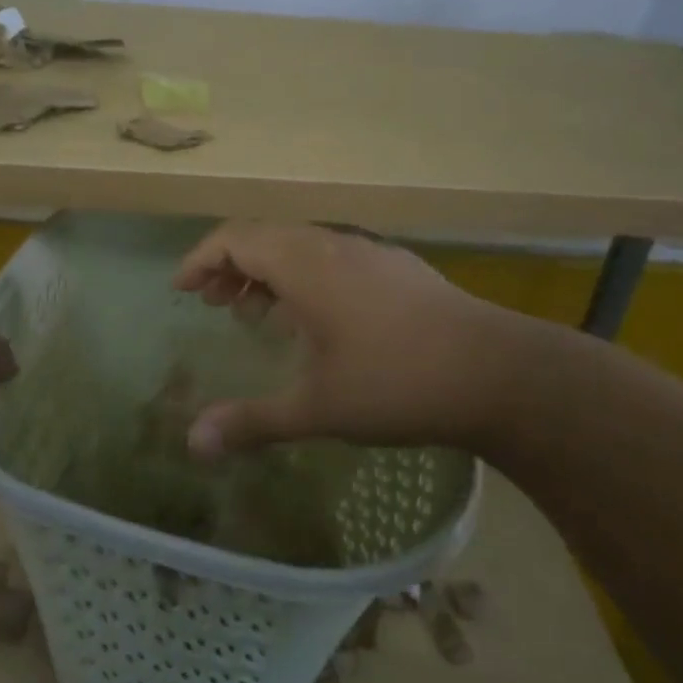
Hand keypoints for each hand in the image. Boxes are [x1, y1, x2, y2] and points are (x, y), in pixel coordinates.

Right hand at [172, 221, 558, 460]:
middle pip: (265, 237)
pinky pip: (331, 258)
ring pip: (301, 247)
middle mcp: (332, 245)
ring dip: (268, 272)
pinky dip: (304, 277)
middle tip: (213, 304)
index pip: (234, 238)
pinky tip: (315, 320)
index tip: (182, 291)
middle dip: (230, 266)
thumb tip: (192, 445)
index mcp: (304, 264)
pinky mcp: (397, 268)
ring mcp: (369, 253)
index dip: (201, 260)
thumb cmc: (396, 382)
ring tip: (256, 312)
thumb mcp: (317, 407)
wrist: (500, 372)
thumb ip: (252, 422)